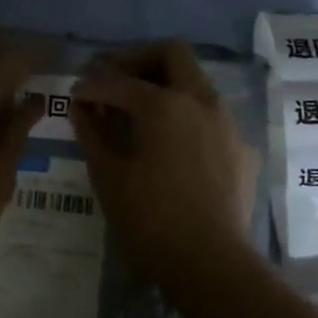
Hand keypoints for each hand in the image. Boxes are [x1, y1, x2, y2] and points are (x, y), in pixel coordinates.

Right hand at [72, 40, 259, 283]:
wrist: (211, 264)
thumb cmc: (151, 219)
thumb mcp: (109, 175)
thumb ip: (92, 132)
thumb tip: (81, 106)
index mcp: (165, 104)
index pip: (120, 80)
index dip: (92, 84)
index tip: (76, 94)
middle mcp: (201, 101)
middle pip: (172, 53)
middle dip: (138, 59)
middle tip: (113, 79)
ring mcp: (227, 123)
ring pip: (196, 81)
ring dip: (165, 84)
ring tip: (138, 111)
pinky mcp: (241, 148)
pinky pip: (210, 114)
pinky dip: (186, 114)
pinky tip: (170, 144)